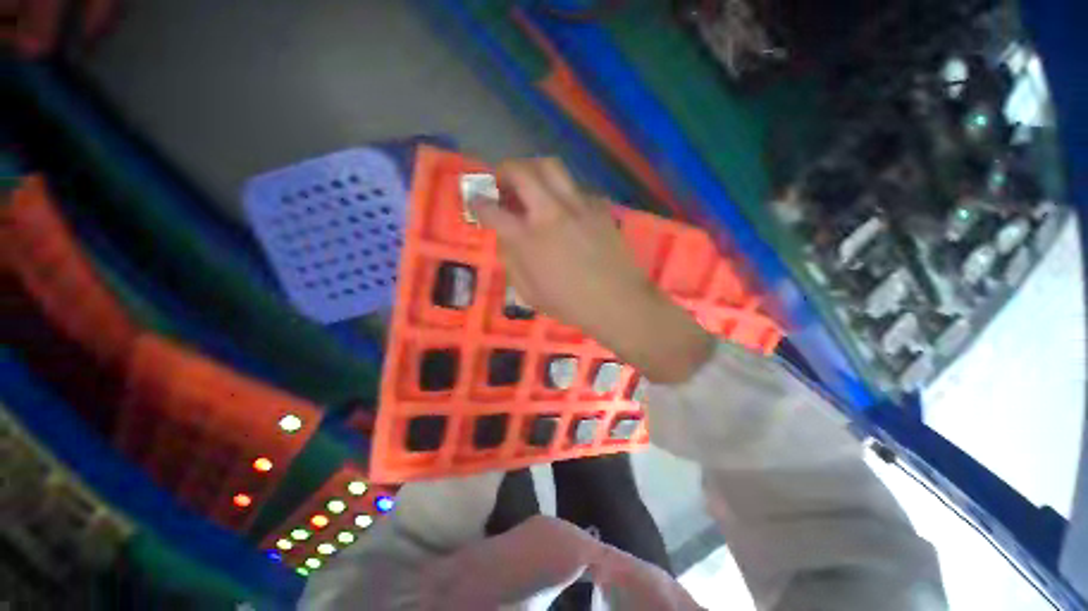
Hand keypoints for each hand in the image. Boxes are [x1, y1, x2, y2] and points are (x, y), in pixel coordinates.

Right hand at [470, 158, 713, 383]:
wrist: (618, 302)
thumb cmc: (570, 304)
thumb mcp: (529, 293)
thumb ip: (512, 260)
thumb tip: (506, 237)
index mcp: (528, 238)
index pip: (492, 209)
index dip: (477, 202)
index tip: (474, 201)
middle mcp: (550, 212)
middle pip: (522, 171)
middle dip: (504, 170)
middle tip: (501, 181)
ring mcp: (578, 205)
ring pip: (551, 167)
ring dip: (533, 171)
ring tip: (531, 185)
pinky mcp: (599, 207)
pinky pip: (576, 188)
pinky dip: (563, 192)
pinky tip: (564, 209)